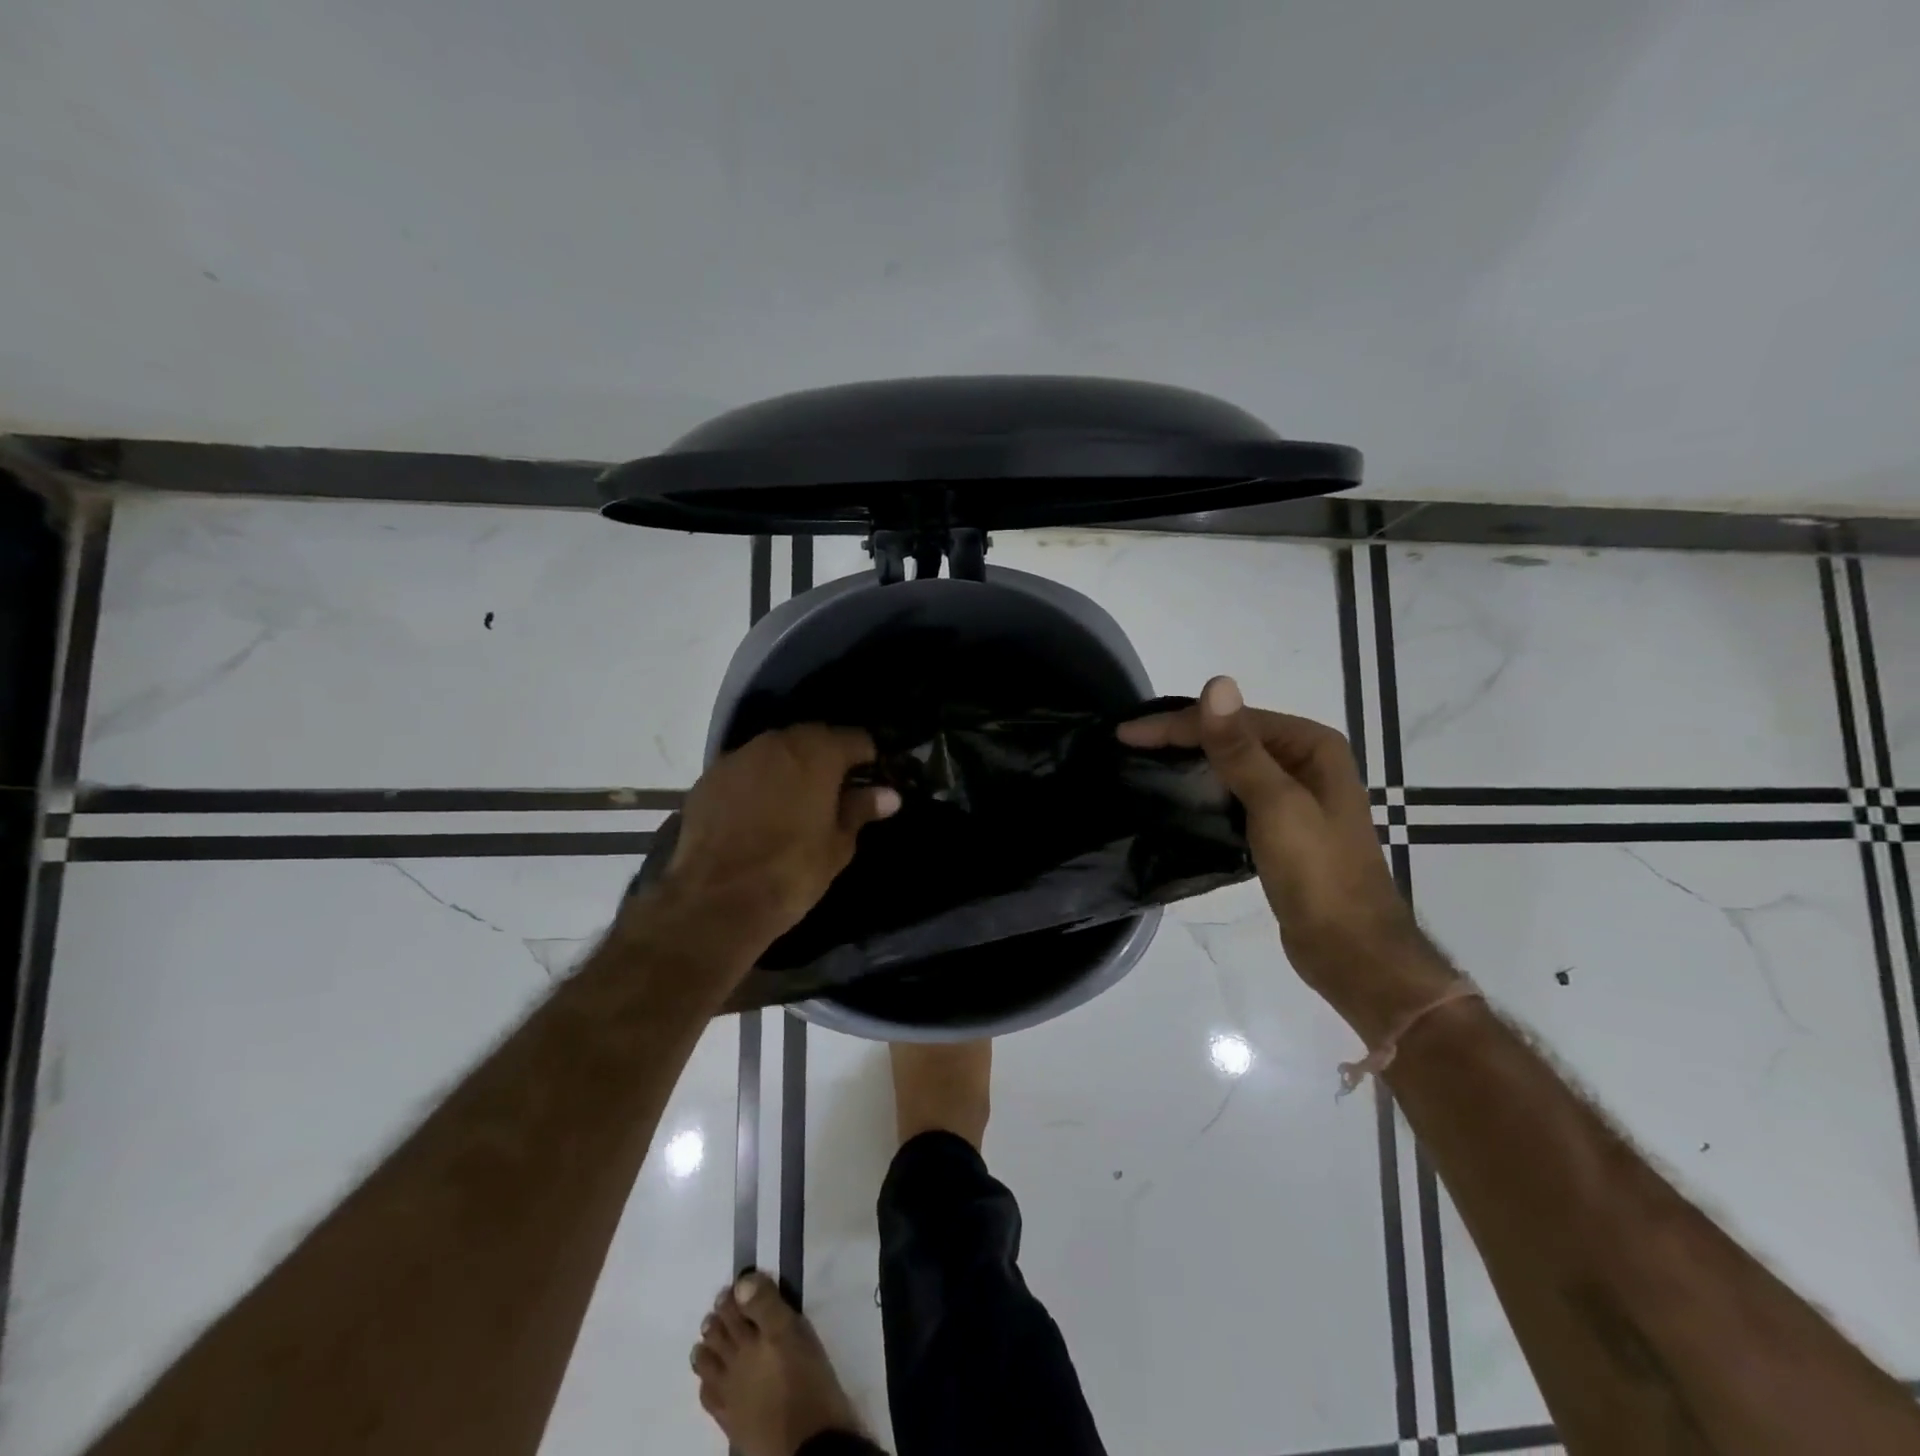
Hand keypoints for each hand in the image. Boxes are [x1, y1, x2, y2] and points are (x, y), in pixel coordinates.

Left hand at [659, 725, 899, 961]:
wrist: (716, 901)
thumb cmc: (791, 872)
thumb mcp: (837, 845)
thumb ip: (860, 810)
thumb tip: (888, 795)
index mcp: (817, 754)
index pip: (855, 739)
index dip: (868, 758)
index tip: (874, 778)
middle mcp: (777, 743)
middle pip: (813, 738)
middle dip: (828, 757)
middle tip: (837, 790)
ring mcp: (738, 757)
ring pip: (775, 751)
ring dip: (790, 767)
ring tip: (797, 800)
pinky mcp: (708, 778)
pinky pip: (745, 770)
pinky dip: (757, 782)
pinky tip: (759, 811)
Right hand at [1119, 677, 1433, 1012]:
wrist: (1349, 949)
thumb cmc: (1317, 872)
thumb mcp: (1275, 803)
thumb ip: (1240, 747)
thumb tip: (1216, 683)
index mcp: (1311, 745)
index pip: (1232, 720)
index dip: (1176, 724)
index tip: (1124, 735)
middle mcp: (1305, 762)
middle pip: (1231, 737)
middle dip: (1180, 739)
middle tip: (1127, 748)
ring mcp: (1295, 796)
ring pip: (1231, 766)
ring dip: (1191, 763)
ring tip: (1143, 768)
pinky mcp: (1281, 828)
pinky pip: (1235, 795)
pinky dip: (1206, 791)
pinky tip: (1179, 799)